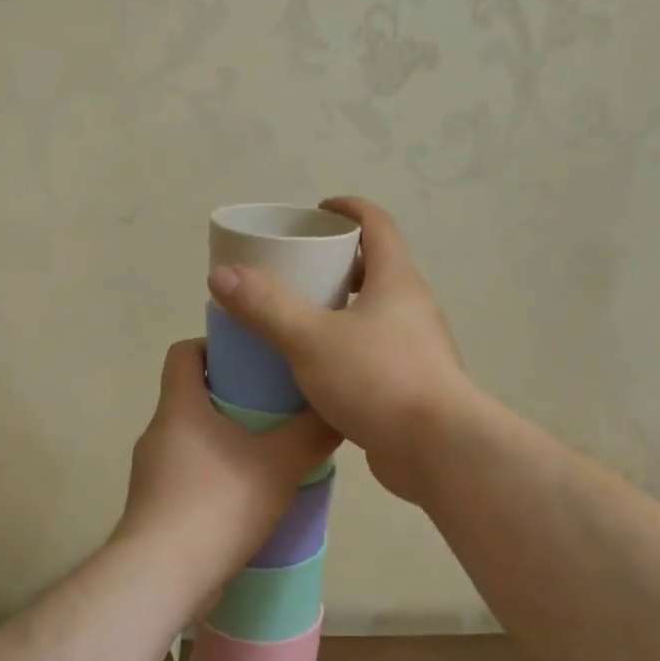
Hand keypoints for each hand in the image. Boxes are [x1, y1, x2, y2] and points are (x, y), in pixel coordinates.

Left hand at [114, 340, 340, 589]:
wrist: (163, 576)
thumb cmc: (218, 504)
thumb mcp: (279, 464)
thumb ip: (311, 435)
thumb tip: (338, 411)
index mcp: (179, 407)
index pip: (184, 352)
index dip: (214, 345)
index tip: (251, 357)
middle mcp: (158, 432)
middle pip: (192, 396)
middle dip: (232, 395)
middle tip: (276, 405)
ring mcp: (152, 472)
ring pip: (192, 439)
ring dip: (226, 439)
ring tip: (269, 453)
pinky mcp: (155, 507)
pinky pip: (189, 475)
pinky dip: (216, 474)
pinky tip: (248, 496)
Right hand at [206, 197, 475, 505]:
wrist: (437, 450)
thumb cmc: (378, 379)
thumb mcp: (311, 339)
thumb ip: (266, 306)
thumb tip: (221, 274)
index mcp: (396, 281)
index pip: (377, 225)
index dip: (348, 210)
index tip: (316, 211)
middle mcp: (411, 308)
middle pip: (374, 269)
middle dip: (336, 263)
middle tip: (295, 272)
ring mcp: (415, 348)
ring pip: (373, 315)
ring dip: (339, 310)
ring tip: (296, 320)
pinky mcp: (410, 385)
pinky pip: (372, 353)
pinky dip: (344, 350)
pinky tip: (314, 371)